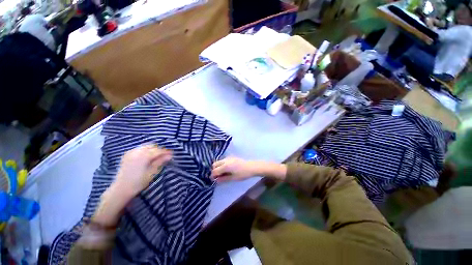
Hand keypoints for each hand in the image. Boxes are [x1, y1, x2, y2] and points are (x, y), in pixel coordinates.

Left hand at [93, 145, 171, 226]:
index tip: (171, 155)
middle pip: (151, 146)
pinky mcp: (126, 154)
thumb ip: (159, 163)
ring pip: (144, 147)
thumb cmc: (138, 183)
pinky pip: (137, 149)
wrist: (122, 187)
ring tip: (154, 158)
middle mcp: (137, 150)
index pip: (158, 150)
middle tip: (163, 157)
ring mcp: (131, 151)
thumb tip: (169, 155)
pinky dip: (143, 151)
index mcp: (144, 155)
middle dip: (157, 150)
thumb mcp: (150, 174)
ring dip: (150, 150)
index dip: (165, 152)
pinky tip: (144, 159)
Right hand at [210, 157, 257, 182]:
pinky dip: (221, 165)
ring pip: (218, 162)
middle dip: (214, 170)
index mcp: (225, 166)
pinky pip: (222, 160)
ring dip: (217, 167)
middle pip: (214, 165)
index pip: (215, 171)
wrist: (252, 167)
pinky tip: (225, 170)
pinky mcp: (231, 157)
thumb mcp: (233, 178)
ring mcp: (228, 158)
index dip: (213, 176)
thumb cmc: (243, 174)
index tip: (213, 180)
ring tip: (221, 174)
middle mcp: (225, 160)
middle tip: (217, 177)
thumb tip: (216, 180)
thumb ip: (224, 179)